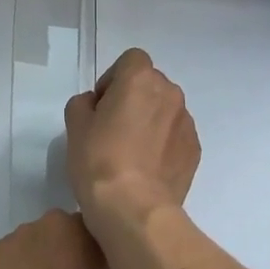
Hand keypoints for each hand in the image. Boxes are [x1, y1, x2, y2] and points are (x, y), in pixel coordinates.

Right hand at [64, 49, 200, 230]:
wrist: (134, 208)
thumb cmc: (99, 161)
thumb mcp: (75, 126)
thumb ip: (84, 104)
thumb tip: (96, 105)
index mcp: (140, 79)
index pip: (131, 60)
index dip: (114, 78)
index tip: (101, 106)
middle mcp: (170, 94)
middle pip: (151, 85)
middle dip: (134, 99)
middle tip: (113, 130)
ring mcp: (187, 123)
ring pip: (165, 111)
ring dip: (151, 122)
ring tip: (132, 153)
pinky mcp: (195, 150)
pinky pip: (176, 137)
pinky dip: (163, 145)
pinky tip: (147, 169)